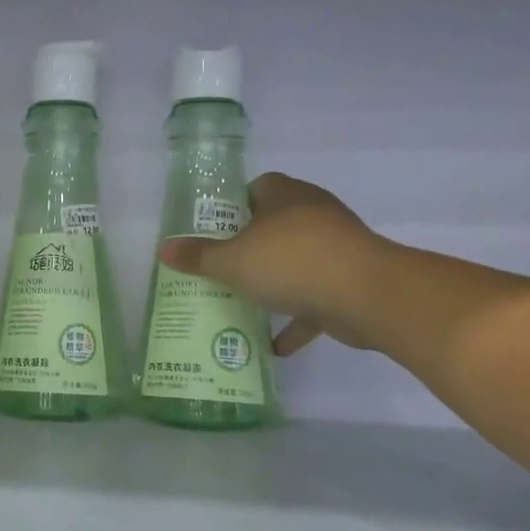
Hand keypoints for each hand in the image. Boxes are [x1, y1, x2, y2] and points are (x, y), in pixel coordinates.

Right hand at [157, 172, 383, 355]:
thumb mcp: (232, 261)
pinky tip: (276, 343)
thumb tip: (163, 249)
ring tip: (247, 302)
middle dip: (252, 246)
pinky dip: (299, 317)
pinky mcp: (351, 280)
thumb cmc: (291, 262)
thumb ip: (198, 256)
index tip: (216, 231)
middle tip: (224, 267)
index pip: (258, 187)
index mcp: (285, 196)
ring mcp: (337, 247)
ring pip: (299, 260)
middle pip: (277, 224)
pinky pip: (317, 296)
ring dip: (277, 282)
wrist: (366, 294)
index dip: (235, 205)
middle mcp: (313, 213)